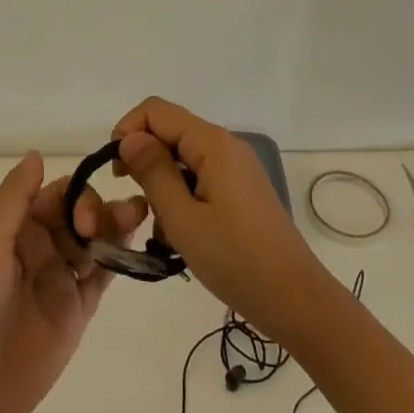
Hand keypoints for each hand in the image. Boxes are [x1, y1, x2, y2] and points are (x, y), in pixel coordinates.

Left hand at [0, 152, 146, 412]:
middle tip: (120, 220)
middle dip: (102, 210)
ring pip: (97, 242)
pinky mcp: (77, 313)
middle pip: (82, 214)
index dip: (78, 195)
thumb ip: (14, 200)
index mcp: (19, 228)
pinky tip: (135, 249)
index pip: (59, 194)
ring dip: (117, 227)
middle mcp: (43, 247)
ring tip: (139, 219)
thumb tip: (37, 154)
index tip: (87, 216)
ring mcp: (61, 280)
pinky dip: (119, 260)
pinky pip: (103, 278)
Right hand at [113, 97, 326, 341]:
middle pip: (170, 131)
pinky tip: (180, 234)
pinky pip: (199, 177)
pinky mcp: (240, 190)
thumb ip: (153, 172)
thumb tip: (129, 138)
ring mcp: (235, 168)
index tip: (117, 172)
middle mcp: (225, 145)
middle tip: (137, 204)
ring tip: (159, 228)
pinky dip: (181, 196)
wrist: (297, 301)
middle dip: (144, 159)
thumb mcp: (183, 219)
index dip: (128, 131)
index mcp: (212, 143)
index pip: (156, 111)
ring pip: (182, 157)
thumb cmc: (236, 260)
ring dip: (162, 183)